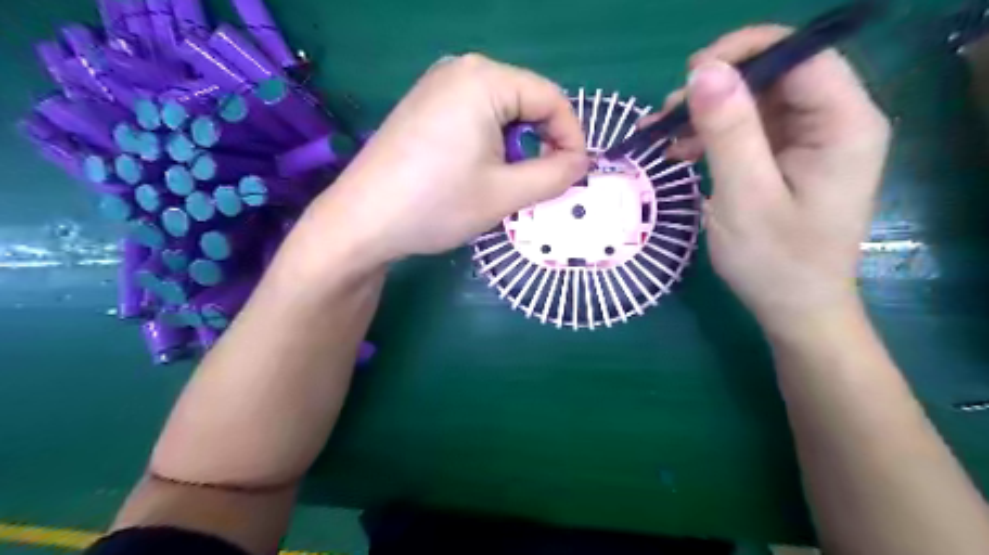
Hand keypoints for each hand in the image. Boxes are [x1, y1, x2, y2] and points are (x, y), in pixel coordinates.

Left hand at [305, 54, 588, 267]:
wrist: (362, 222)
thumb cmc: (437, 204)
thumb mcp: (506, 194)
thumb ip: (555, 175)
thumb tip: (580, 163)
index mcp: (485, 79)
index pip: (551, 98)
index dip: (572, 137)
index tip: (576, 174)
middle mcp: (461, 69)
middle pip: (526, 101)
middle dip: (543, 142)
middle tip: (544, 183)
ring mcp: (437, 86)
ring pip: (501, 111)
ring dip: (518, 145)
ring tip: (511, 183)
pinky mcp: (423, 106)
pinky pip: (475, 116)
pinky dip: (492, 142)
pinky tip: (480, 172)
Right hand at [651, 24, 888, 328]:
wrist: (793, 309)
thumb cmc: (775, 261)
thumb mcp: (745, 195)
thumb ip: (729, 131)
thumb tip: (702, 71)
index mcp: (844, 124)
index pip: (801, 56)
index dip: (745, 52)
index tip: (690, 75)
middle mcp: (833, 123)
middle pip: (774, 77)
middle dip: (716, 90)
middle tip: (666, 115)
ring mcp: (809, 141)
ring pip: (753, 103)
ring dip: (705, 115)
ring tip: (662, 137)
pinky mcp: (786, 159)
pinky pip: (746, 131)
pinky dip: (710, 137)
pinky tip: (679, 153)